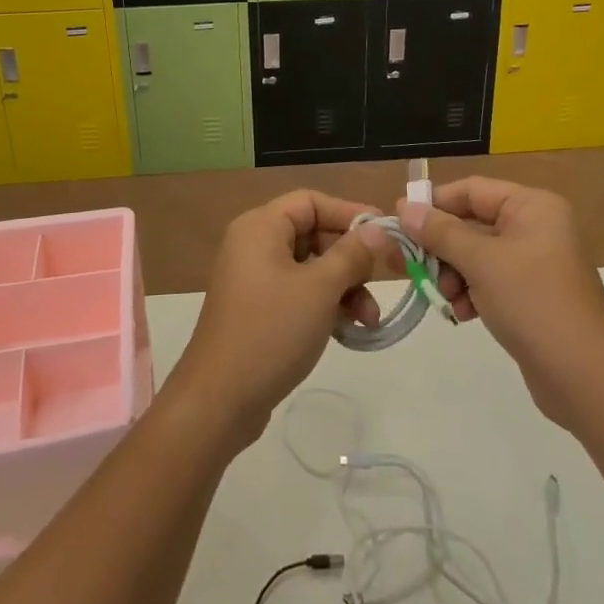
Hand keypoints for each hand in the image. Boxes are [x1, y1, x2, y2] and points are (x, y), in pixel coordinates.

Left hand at [172, 190, 396, 446]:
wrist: (218, 402)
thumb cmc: (271, 331)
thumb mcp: (320, 289)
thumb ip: (352, 254)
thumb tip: (378, 229)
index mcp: (261, 227)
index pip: (312, 202)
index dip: (350, 213)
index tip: (385, 233)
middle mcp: (254, 245)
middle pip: (314, 234)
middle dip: (351, 260)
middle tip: (382, 282)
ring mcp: (255, 279)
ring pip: (311, 268)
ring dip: (344, 288)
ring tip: (369, 320)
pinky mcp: (258, 310)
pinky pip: (300, 293)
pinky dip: (325, 305)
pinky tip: (350, 330)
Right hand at [399, 177, 603, 429]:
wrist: (586, 377)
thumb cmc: (533, 303)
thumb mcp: (481, 262)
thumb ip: (440, 232)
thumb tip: (404, 208)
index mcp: (532, 206)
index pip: (471, 190)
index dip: (434, 204)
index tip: (399, 222)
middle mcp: (535, 226)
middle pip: (472, 223)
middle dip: (442, 247)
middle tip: (411, 267)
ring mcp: (534, 262)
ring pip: (476, 255)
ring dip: (453, 274)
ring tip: (445, 298)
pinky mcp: (530, 294)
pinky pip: (489, 280)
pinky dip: (470, 293)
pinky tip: (462, 314)